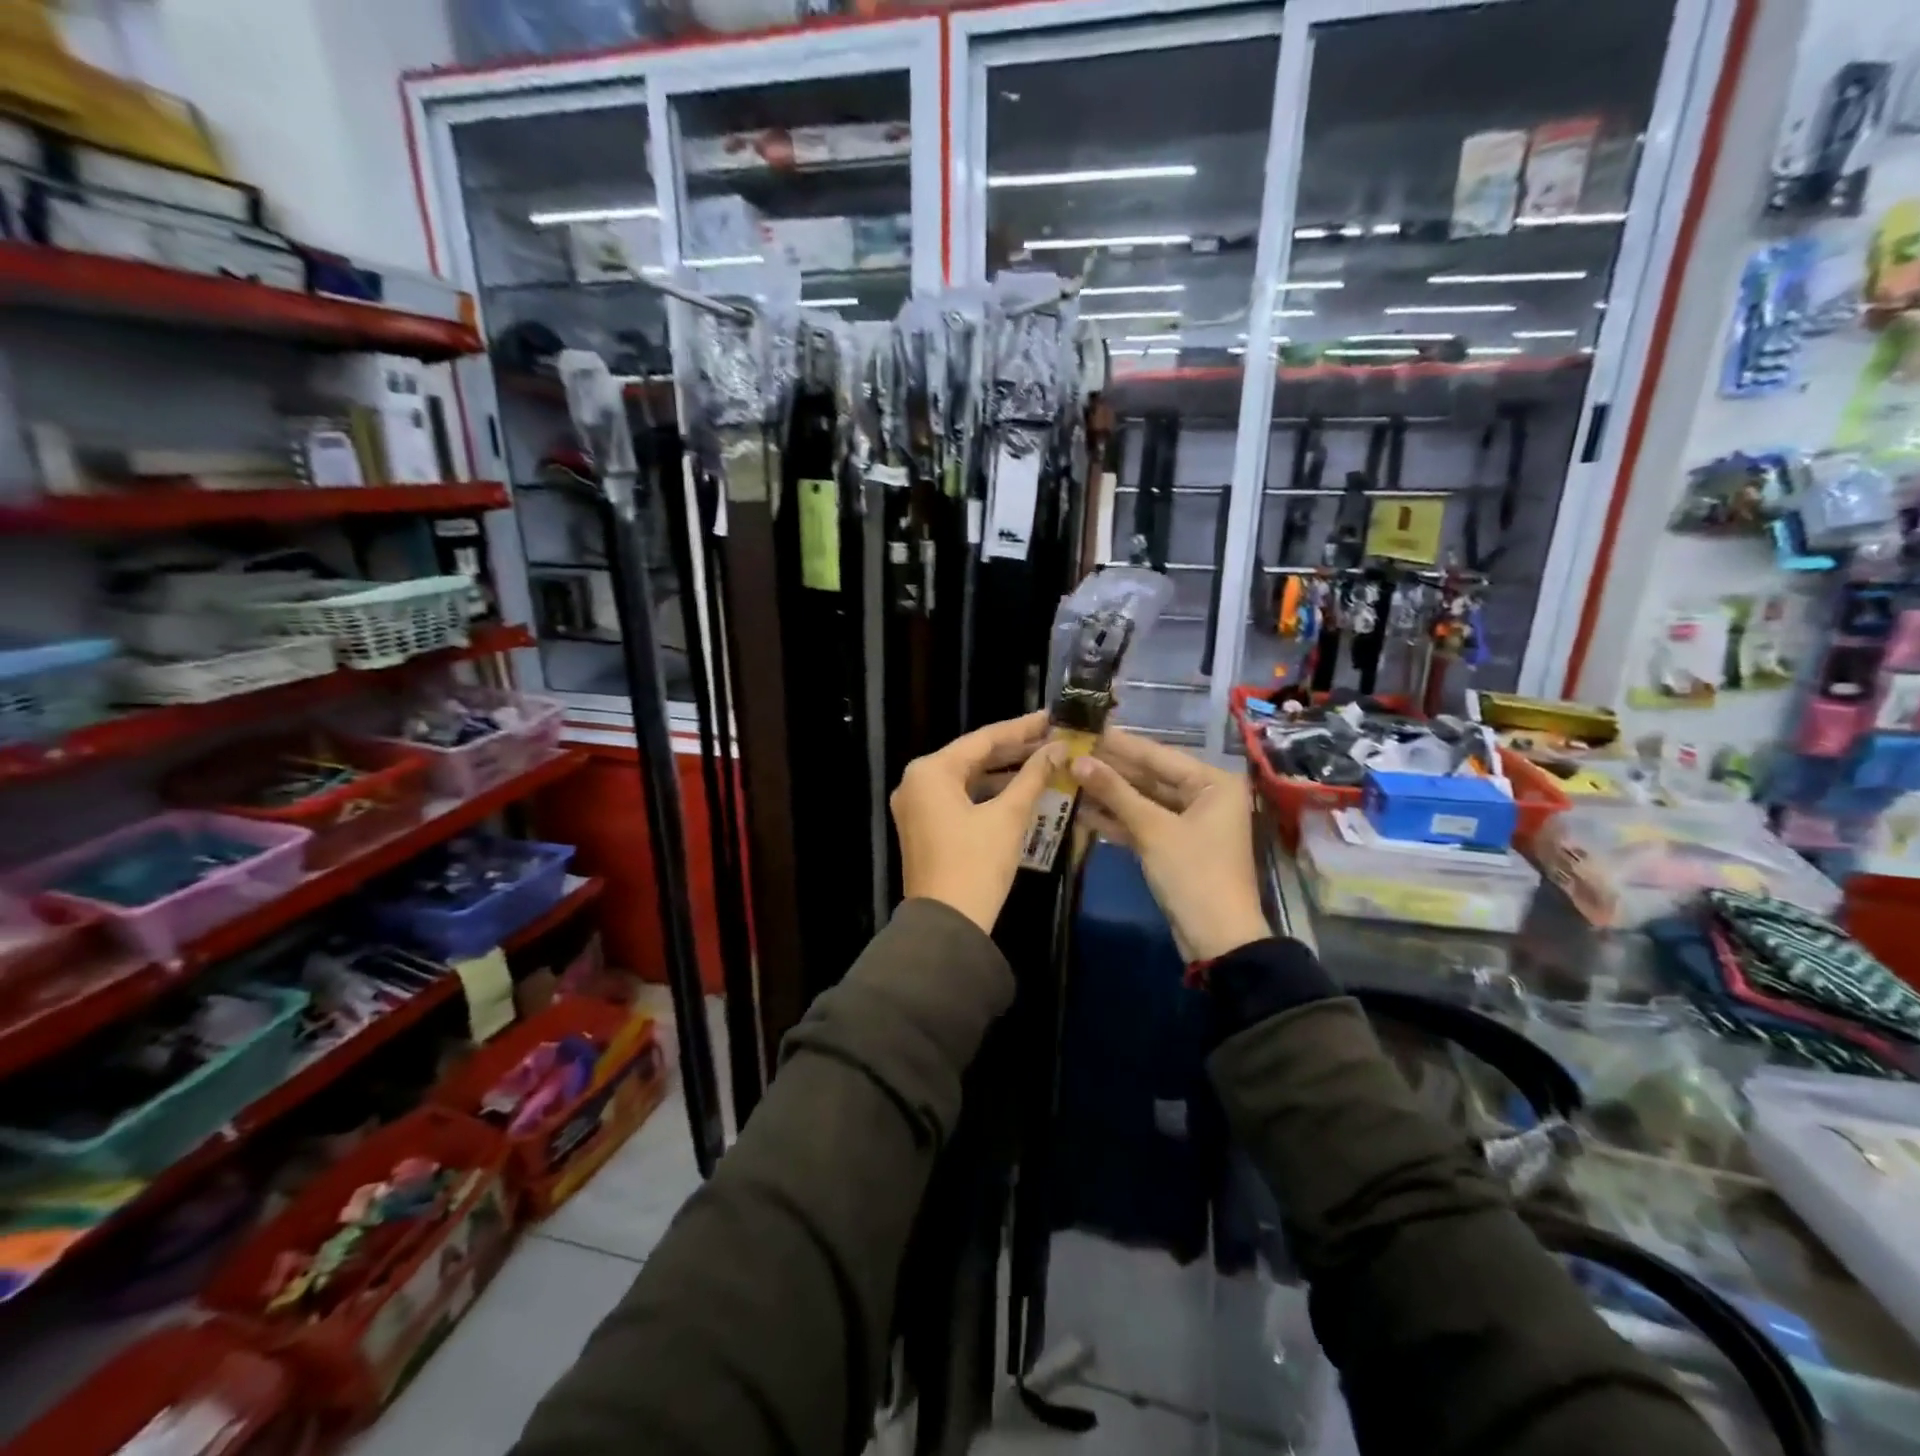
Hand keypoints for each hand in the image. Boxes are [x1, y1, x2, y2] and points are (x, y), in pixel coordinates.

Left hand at [892, 710, 1062, 932]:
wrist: (947, 924)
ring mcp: (917, 806)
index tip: (1051, 718)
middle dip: (1014, 750)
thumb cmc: (976, 864)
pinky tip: (1020, 791)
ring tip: (1044, 762)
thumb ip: (1033, 776)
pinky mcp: (924, 827)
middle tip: (1052, 739)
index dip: (1021, 728)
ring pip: (967, 779)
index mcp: (930, 771)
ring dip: (1004, 773)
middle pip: (973, 757)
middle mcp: (916, 782)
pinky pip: (960, 799)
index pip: (983, 739)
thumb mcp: (1008, 816)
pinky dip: (988, 795)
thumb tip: (1057, 748)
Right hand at [1071, 729, 1269, 961]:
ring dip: (1108, 794)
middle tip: (1069, 752)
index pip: (1157, 754)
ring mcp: (1190, 822)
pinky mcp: (1175, 845)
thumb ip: (1115, 792)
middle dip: (1109, 769)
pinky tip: (1082, 810)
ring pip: (1143, 800)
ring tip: (1067, 777)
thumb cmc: (1194, 874)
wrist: (1217, 939)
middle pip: (1149, 776)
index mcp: (1213, 782)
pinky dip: (1117, 819)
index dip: (1118, 744)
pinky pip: (1143, 823)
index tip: (1084, 727)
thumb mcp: (1152, 829)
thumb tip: (1076, 760)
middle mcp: (1205, 795)